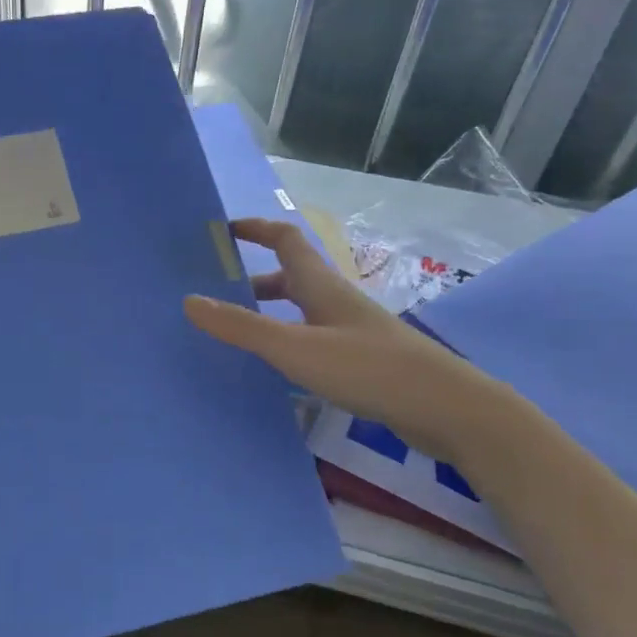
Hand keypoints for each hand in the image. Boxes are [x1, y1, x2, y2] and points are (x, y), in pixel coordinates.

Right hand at [184, 219, 499, 462]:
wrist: (446, 407)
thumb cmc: (367, 367)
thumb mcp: (294, 347)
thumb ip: (242, 327)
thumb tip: (190, 300)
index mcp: (321, 285)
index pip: (285, 239)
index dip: (255, 229)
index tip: (224, 230)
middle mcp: (337, 301)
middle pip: (293, 276)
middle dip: (255, 279)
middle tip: (220, 294)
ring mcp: (354, 331)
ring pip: (304, 310)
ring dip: (272, 313)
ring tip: (241, 334)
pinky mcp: (365, 362)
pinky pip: (316, 340)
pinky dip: (291, 343)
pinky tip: (280, 370)